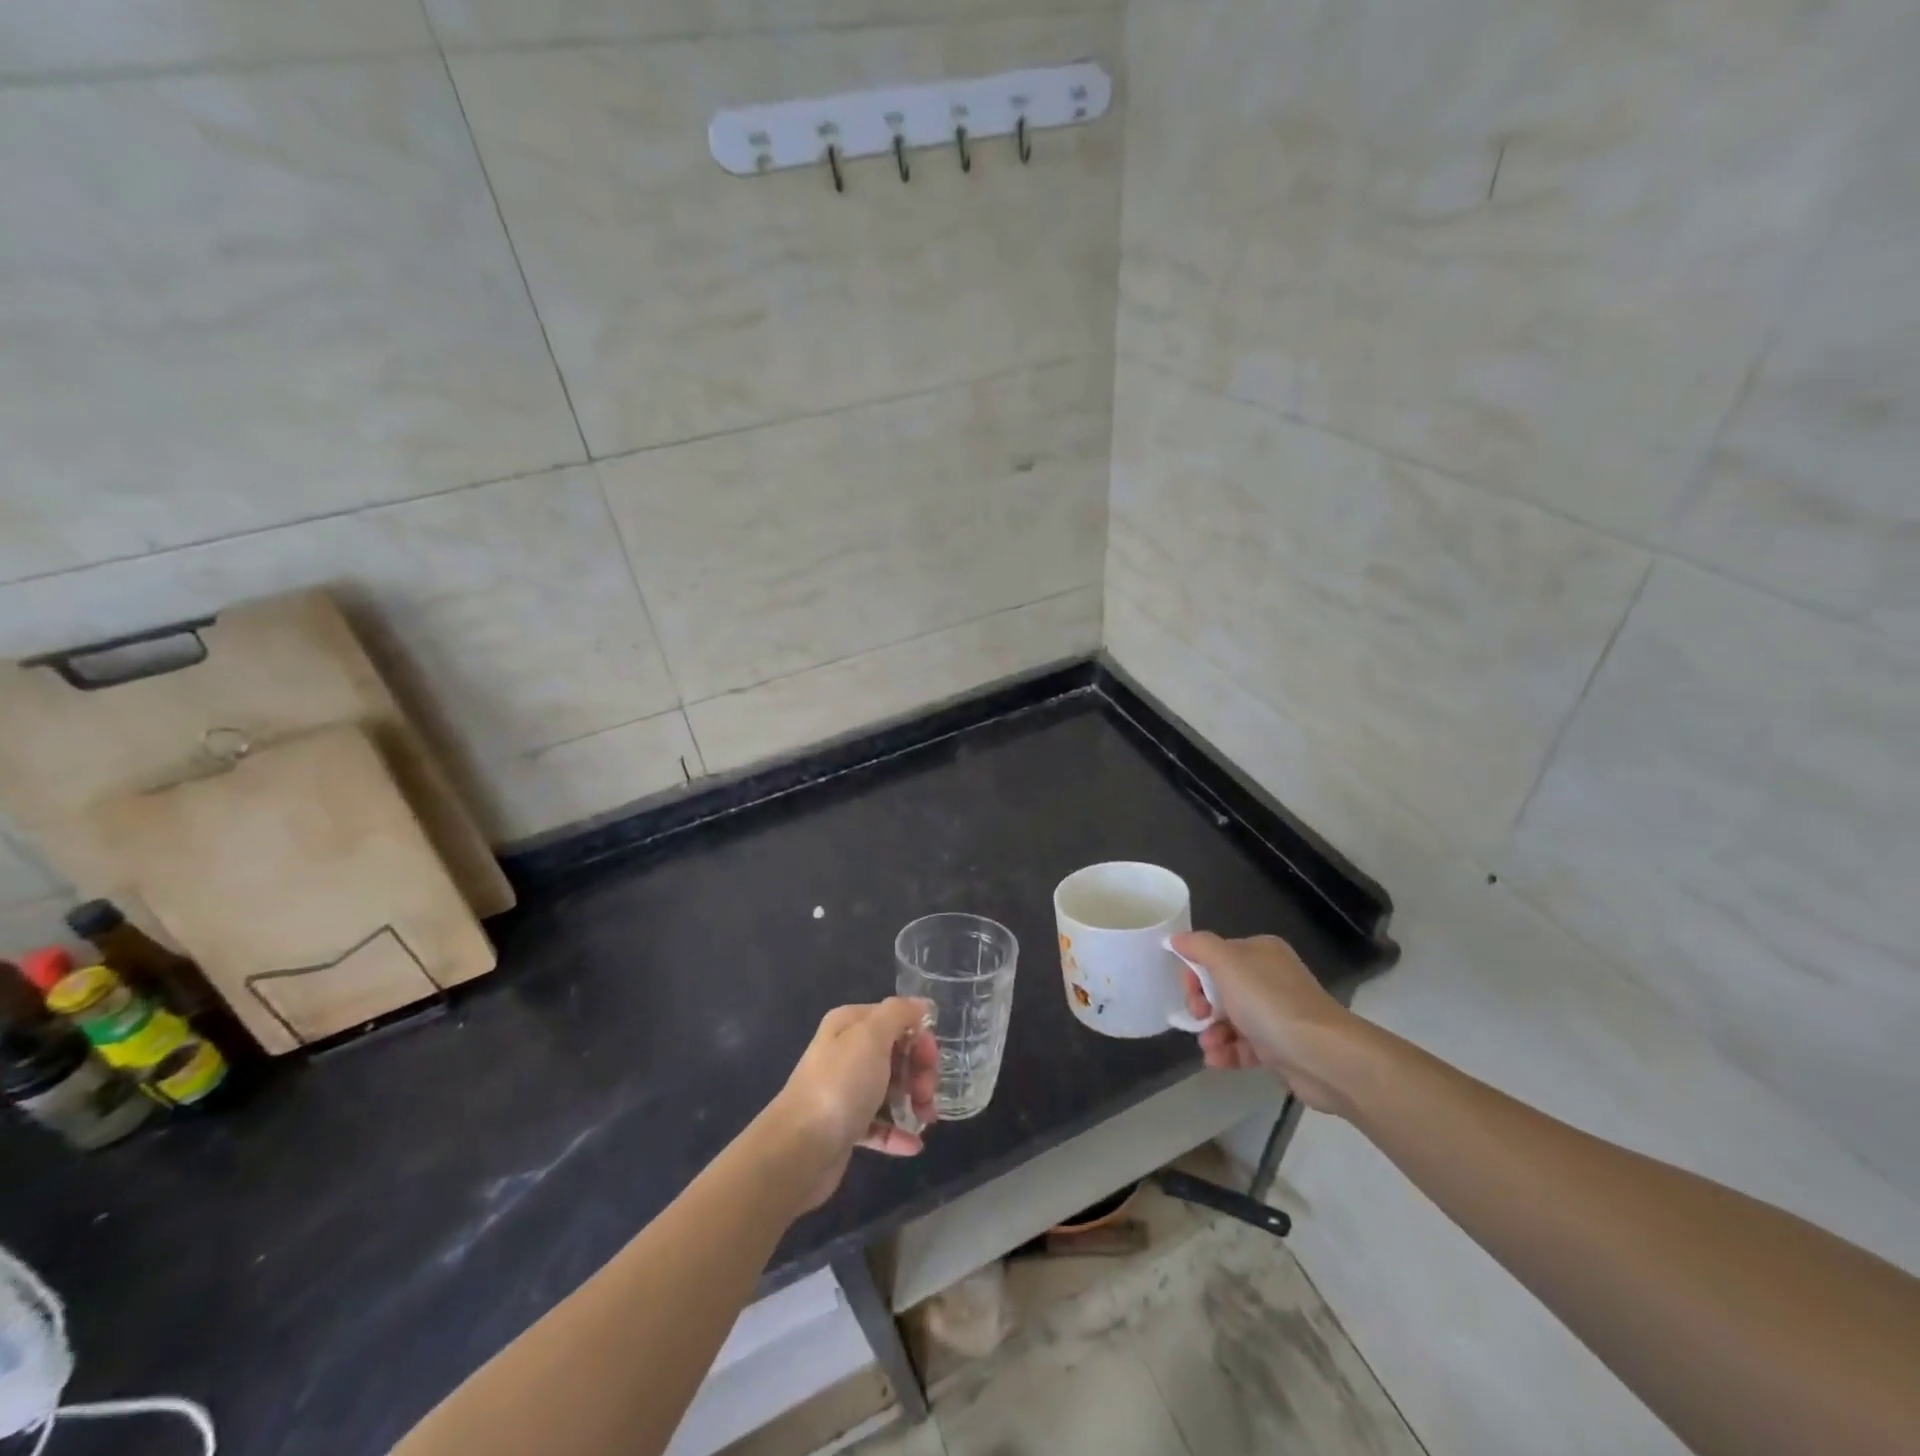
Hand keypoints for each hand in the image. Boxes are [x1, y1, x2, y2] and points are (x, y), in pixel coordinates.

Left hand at [768, 998, 938, 1209]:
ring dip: (914, 1101)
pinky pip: (879, 1124)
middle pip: (896, 1054)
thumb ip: (898, 1013)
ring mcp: (845, 1090)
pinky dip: (898, 1132)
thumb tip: (920, 1004)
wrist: (799, 1149)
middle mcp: (846, 1053)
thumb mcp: (871, 1036)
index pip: (895, 1019)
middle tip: (926, 1094)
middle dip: (919, 1072)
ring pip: (891, 1089)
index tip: (931, 1060)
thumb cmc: (840, 1085)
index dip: (919, 1037)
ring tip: (925, 1120)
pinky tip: (914, 1143)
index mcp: (849, 1025)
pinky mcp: (845, 1126)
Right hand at [1171, 931, 1361, 1113]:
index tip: (1191, 994)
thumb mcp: (1227, 963)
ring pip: (1230, 1019)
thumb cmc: (1270, 1002)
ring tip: (1209, 1047)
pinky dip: (1227, 1052)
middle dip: (1202, 1005)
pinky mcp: (1281, 1047)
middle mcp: (1269, 978)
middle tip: (1198, 1017)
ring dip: (1212, 1032)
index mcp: (1259, 952)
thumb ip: (1198, 946)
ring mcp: (1277, 1013)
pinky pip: (1245, 1046)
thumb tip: (1176, 938)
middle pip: (1220, 987)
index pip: (1214, 955)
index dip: (1195, 973)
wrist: (1323, 1056)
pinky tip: (1216, 1061)